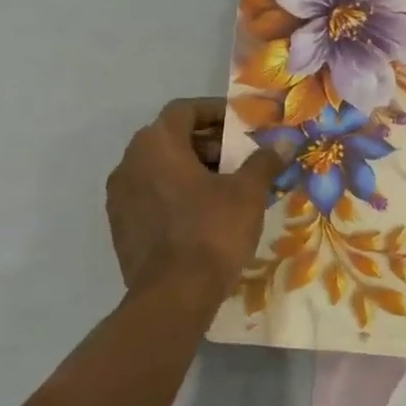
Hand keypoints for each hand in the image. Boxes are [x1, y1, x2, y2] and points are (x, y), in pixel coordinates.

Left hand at [105, 98, 286, 305]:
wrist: (173, 295)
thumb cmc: (212, 231)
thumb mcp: (247, 193)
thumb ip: (264, 161)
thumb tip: (285, 140)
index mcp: (156, 144)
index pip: (184, 110)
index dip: (215, 112)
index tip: (241, 125)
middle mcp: (129, 163)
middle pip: (170, 139)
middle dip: (207, 143)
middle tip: (239, 158)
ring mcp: (120, 197)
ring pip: (159, 169)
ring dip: (191, 170)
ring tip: (226, 187)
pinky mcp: (121, 227)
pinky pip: (151, 197)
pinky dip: (175, 195)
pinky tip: (203, 215)